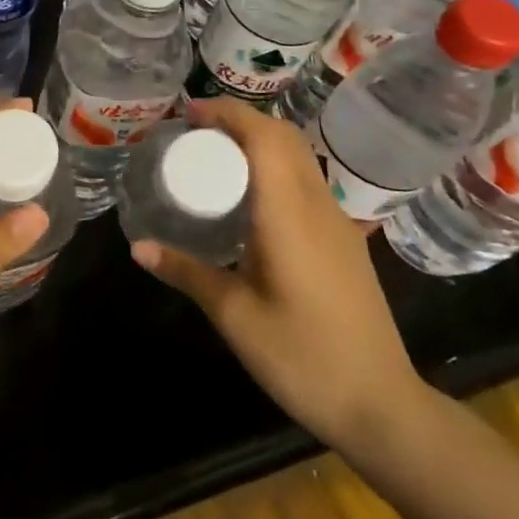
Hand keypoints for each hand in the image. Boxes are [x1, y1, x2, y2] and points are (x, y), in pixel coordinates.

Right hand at [129, 97, 428, 454]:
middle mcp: (317, 207)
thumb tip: (137, 246)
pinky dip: (273, 167)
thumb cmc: (303, 358)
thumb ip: (186, 272)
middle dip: (240, 121)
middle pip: (284, 138)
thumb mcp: (234, 316)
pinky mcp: (342, 241)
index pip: (265, 138)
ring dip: (258, 142)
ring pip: (298, 158)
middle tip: (194, 131)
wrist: (380, 404)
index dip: (228, 114)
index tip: (189, 114)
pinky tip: (247, 198)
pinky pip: (305, 182)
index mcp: (289, 216)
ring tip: (214, 156)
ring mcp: (336, 223)